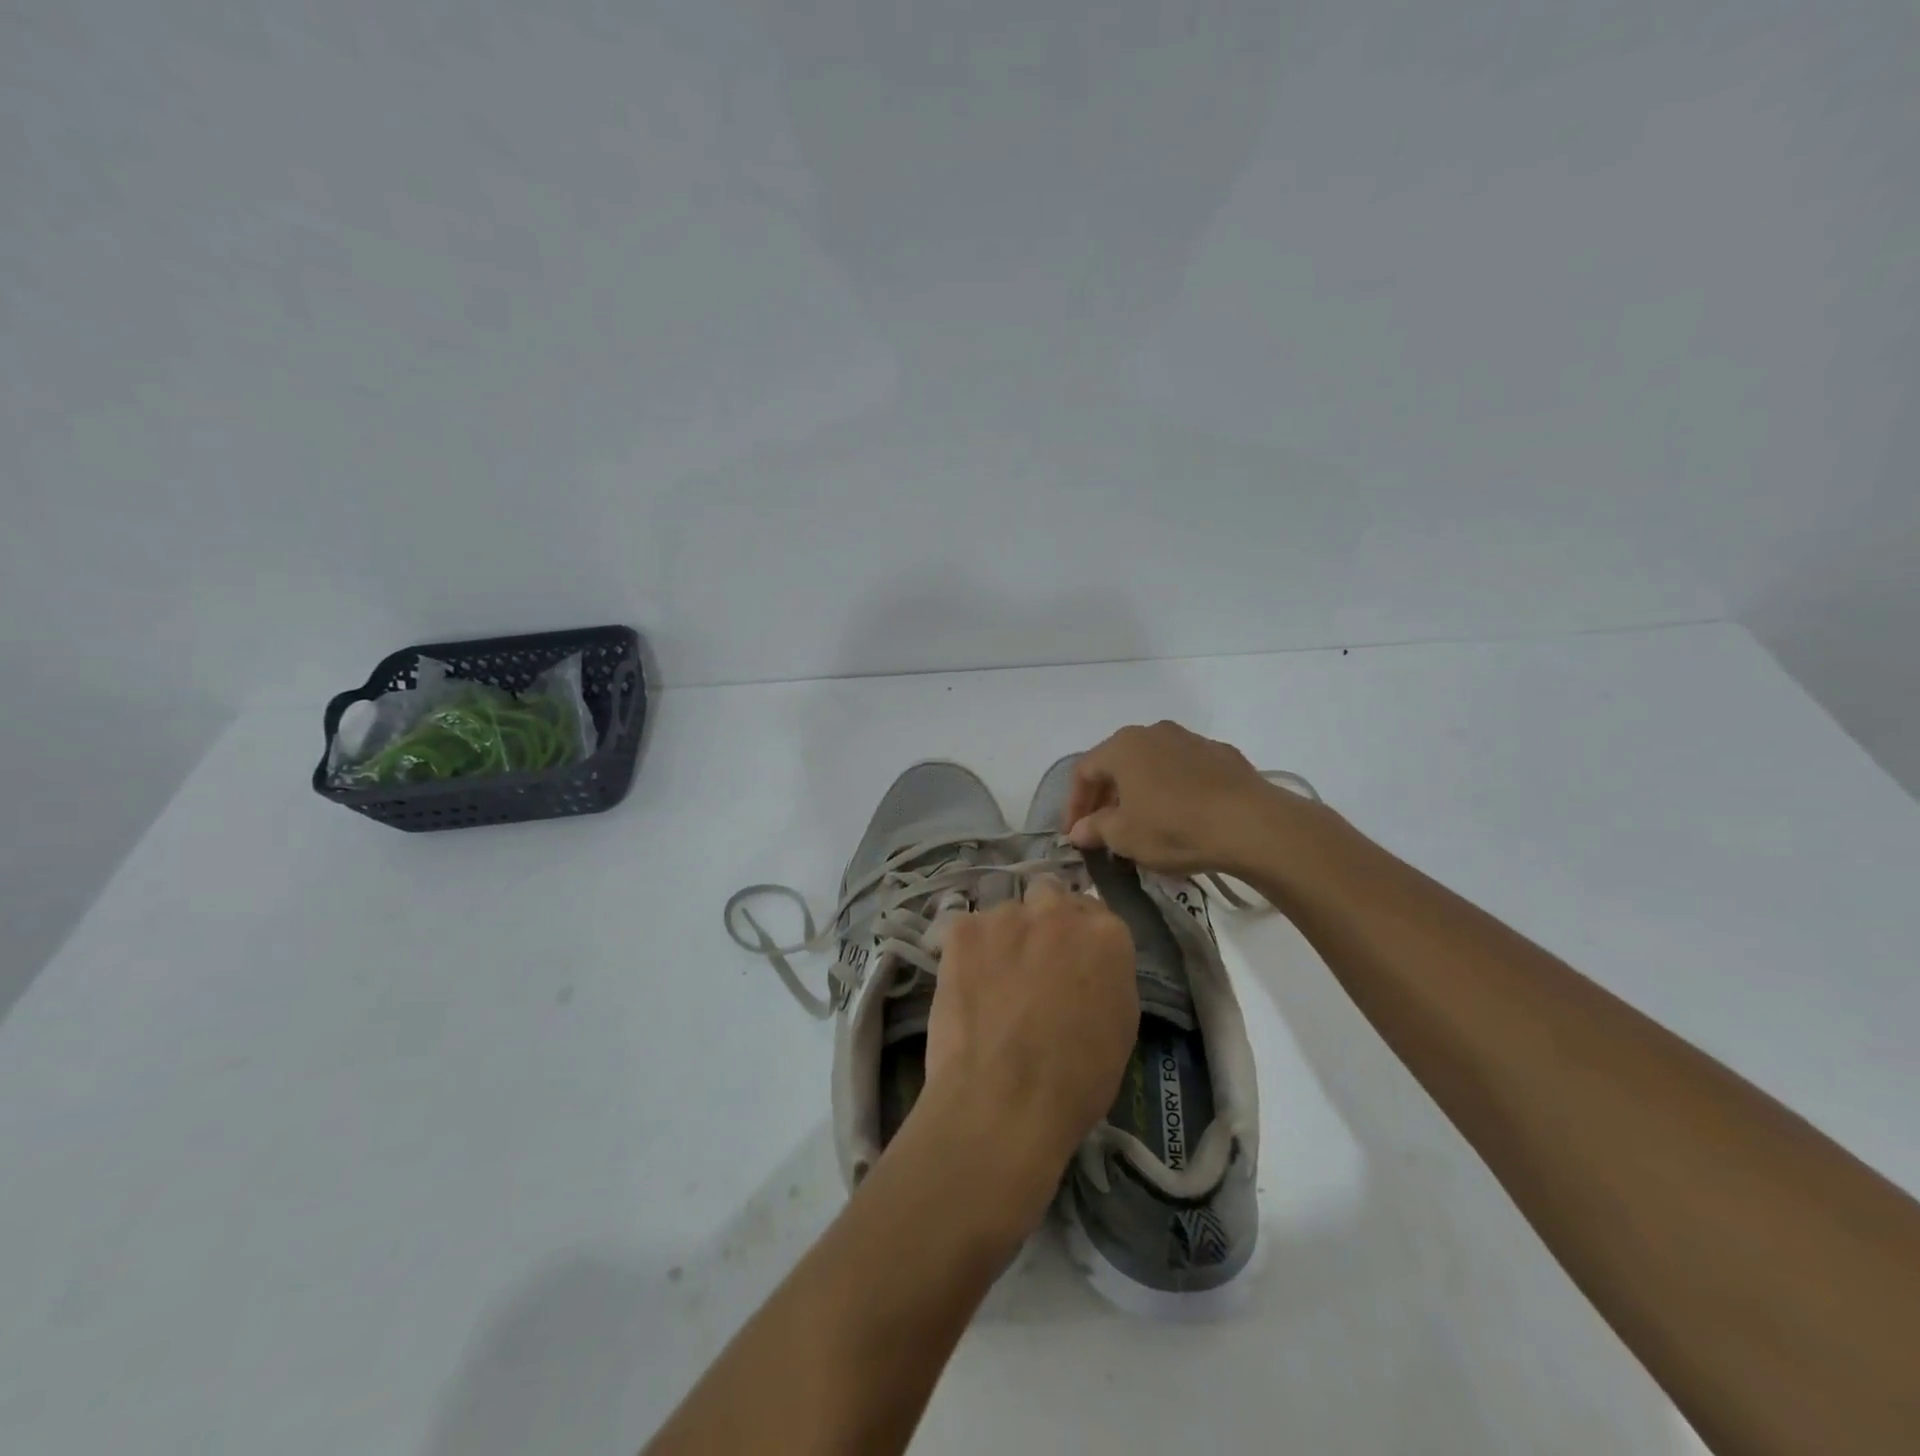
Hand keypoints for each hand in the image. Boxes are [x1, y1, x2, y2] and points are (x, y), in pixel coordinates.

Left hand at [922, 879, 1137, 1201]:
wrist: (1003, 1102)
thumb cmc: (1076, 1081)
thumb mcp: (1120, 1027)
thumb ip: (1107, 976)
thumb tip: (1088, 965)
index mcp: (1107, 934)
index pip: (1096, 915)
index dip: (1080, 939)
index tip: (1071, 962)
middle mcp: (1058, 911)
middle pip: (1050, 897)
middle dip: (1043, 921)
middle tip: (1032, 962)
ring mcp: (1006, 916)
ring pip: (1006, 913)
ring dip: (1004, 936)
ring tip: (992, 981)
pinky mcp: (963, 931)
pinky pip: (967, 929)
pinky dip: (967, 951)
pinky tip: (965, 984)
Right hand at [1065, 720, 1301, 876]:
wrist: (1250, 824)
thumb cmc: (1173, 827)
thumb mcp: (1124, 836)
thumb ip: (1096, 829)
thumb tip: (1079, 830)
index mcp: (1122, 747)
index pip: (1084, 772)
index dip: (1074, 805)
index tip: (1074, 835)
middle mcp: (1153, 733)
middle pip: (1117, 764)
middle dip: (1106, 797)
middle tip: (1103, 830)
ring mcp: (1190, 740)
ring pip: (1152, 765)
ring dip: (1139, 791)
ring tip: (1142, 823)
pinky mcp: (1222, 755)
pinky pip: (1184, 771)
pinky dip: (1173, 790)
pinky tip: (1181, 816)